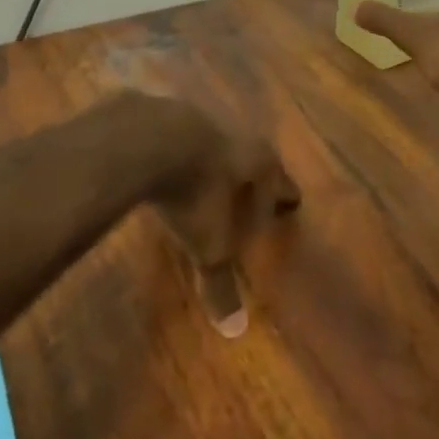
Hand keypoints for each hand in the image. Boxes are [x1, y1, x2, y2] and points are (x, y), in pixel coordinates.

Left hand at [150, 107, 300, 337]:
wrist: (146, 139)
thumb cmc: (194, 193)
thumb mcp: (209, 244)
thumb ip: (220, 281)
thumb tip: (235, 328)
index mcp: (255, 164)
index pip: (278, 181)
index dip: (283, 193)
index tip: (291, 199)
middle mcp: (231, 134)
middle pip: (247, 154)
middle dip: (247, 171)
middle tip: (249, 184)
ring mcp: (193, 117)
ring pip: (208, 139)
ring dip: (207, 155)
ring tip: (202, 171)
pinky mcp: (157, 109)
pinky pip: (169, 132)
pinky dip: (169, 147)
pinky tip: (158, 158)